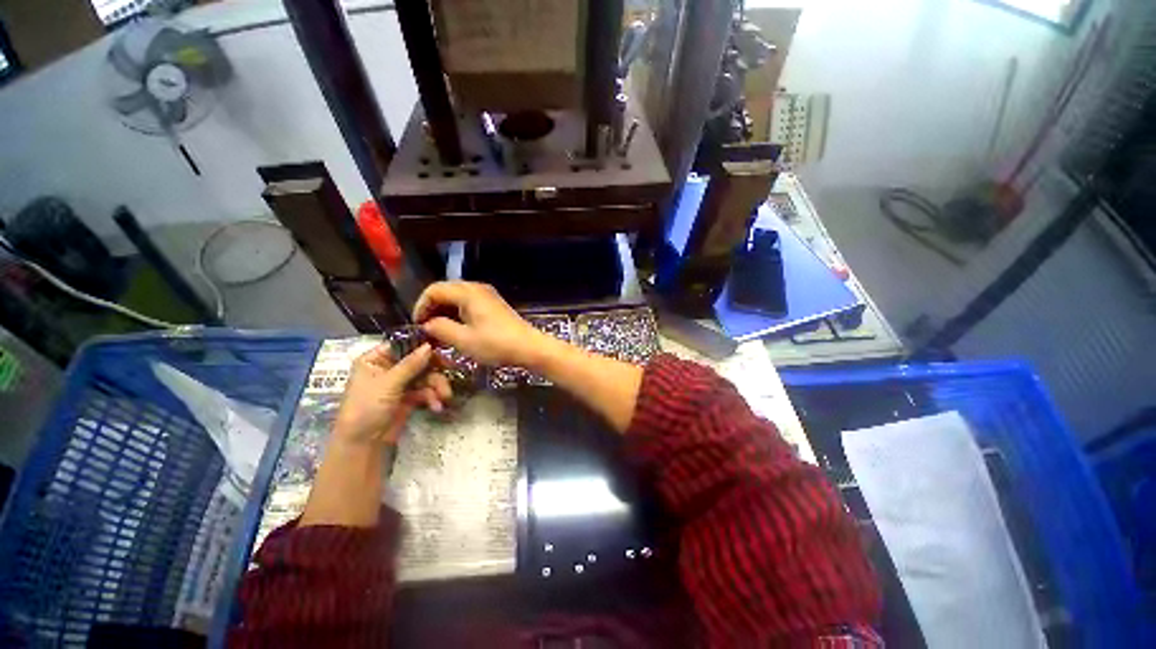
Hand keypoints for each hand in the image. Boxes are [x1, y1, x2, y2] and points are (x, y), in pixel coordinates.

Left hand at [333, 343, 452, 446]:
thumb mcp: (388, 383)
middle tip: (450, 369)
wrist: (363, 445)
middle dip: (434, 370)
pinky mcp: (409, 398)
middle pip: (418, 361)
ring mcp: (400, 384)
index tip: (441, 345)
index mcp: (375, 360)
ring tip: (445, 396)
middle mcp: (388, 368)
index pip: (402, 345)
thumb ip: (411, 364)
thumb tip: (429, 345)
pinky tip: (436, 406)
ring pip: (425, 376)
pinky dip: (432, 397)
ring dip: (437, 386)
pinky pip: (426, 391)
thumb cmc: (366, 408)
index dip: (421, 345)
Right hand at [414, 281, 547, 367]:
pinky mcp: (493, 305)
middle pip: (445, 291)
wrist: (529, 347)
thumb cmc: (497, 344)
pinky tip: (456, 331)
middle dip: (432, 309)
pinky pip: (468, 304)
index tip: (418, 326)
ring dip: (445, 313)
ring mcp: (487, 296)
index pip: (434, 290)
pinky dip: (458, 314)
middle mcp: (477, 288)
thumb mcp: (464, 340)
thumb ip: (440, 329)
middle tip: (426, 331)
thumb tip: (427, 324)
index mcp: (468, 292)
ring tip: (439, 334)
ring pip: (457, 298)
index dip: (421, 306)